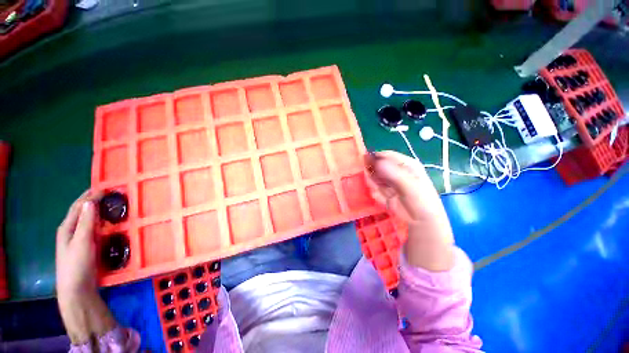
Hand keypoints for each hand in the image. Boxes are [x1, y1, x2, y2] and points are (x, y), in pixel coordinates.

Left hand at [56, 190, 101, 298]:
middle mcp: (71, 231)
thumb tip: (90, 201)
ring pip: (86, 220)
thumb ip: (86, 222)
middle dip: (92, 201)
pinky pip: (92, 229)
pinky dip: (98, 221)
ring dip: (96, 210)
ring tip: (108, 204)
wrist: (77, 289)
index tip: (105, 188)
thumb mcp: (82, 242)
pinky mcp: (85, 247)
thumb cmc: (77, 264)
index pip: (78, 207)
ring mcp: (77, 240)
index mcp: (67, 228)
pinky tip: (106, 223)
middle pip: (81, 212)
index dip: (89, 196)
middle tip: (108, 194)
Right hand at [365, 151, 453, 270]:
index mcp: (405, 164)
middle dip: (371, 172)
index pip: (386, 155)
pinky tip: (378, 197)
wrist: (422, 222)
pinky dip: (373, 192)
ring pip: (374, 177)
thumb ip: (394, 173)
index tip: (364, 163)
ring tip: (375, 190)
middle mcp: (395, 171)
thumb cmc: (421, 200)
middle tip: (368, 180)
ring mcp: (388, 182)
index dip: (374, 158)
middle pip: (378, 166)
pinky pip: (373, 189)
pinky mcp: (383, 192)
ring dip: (371, 183)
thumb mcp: (410, 185)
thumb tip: (376, 163)